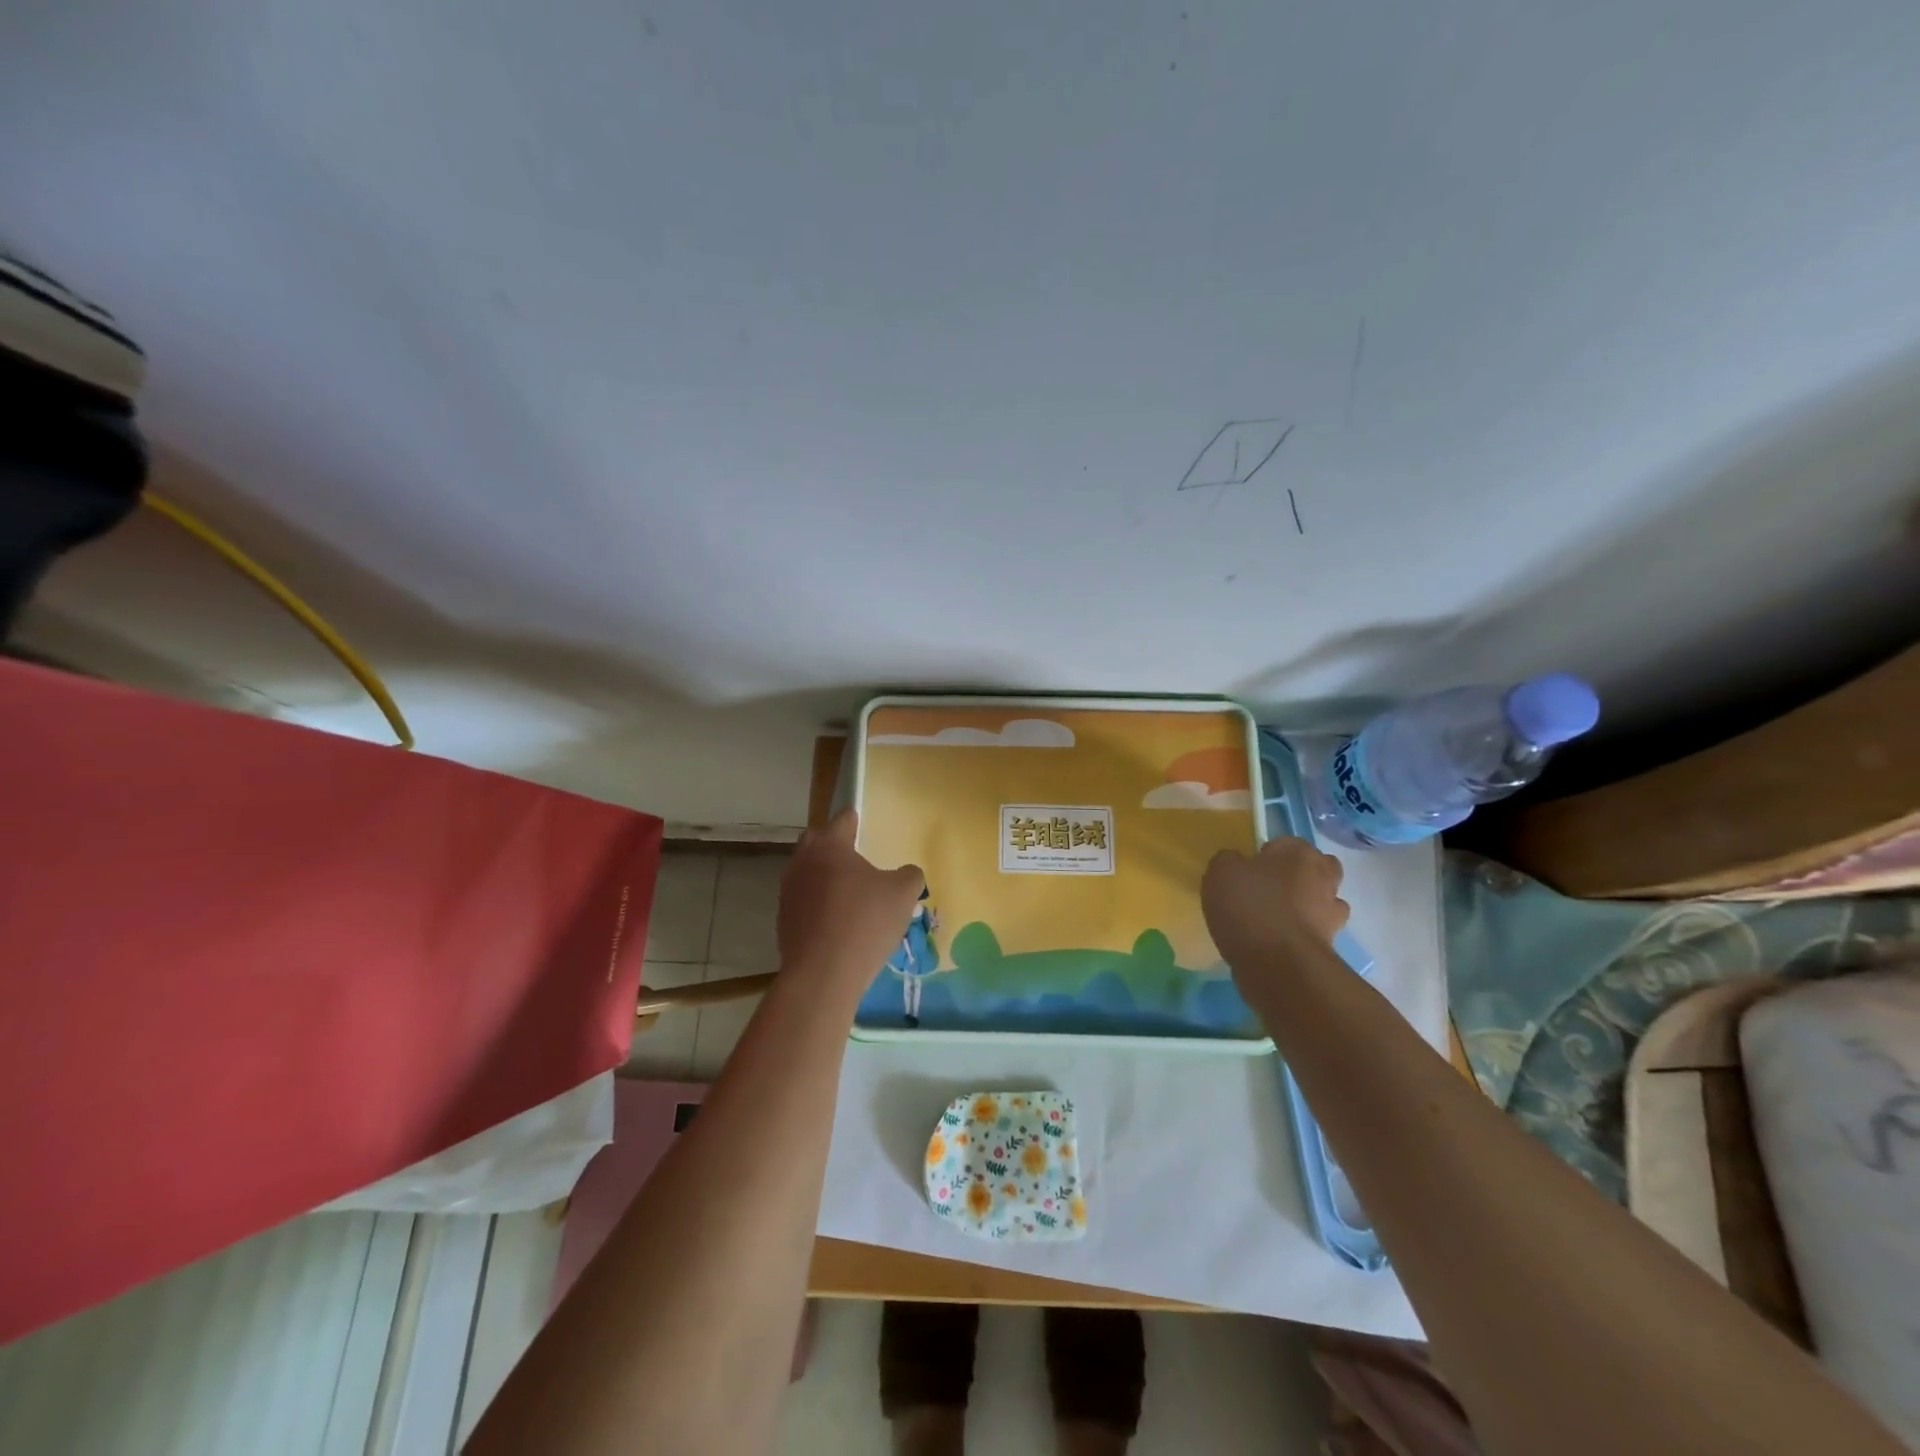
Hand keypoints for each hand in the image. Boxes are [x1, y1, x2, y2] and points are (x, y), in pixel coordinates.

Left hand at [778, 810, 925, 989]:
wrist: (822, 974)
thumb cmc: (865, 922)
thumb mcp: (903, 894)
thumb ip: (909, 875)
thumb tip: (907, 873)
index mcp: (830, 846)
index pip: (842, 819)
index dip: (855, 820)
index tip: (862, 823)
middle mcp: (803, 861)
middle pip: (817, 842)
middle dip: (833, 845)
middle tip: (854, 857)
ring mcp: (788, 892)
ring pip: (807, 872)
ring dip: (823, 876)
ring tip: (847, 892)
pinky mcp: (783, 920)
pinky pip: (803, 901)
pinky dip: (817, 904)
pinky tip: (836, 921)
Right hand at [1202, 837, 1350, 974]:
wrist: (1278, 964)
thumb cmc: (1249, 906)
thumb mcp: (1220, 872)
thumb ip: (1228, 860)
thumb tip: (1236, 862)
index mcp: (1300, 853)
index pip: (1285, 843)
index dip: (1266, 855)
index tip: (1248, 871)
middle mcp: (1324, 877)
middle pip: (1315, 869)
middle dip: (1298, 876)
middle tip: (1268, 890)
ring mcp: (1332, 913)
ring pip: (1321, 901)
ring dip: (1305, 906)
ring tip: (1273, 919)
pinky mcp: (1331, 944)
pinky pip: (1315, 931)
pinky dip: (1301, 933)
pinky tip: (1277, 942)